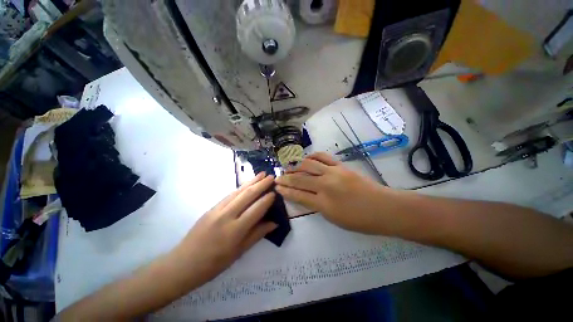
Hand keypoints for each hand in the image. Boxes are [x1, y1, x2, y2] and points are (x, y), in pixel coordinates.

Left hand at [175, 172, 276, 286]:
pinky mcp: (211, 207)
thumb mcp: (239, 252)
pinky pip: (229, 194)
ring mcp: (217, 210)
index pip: (256, 209)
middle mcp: (226, 216)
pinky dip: (240, 187)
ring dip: (251, 181)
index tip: (275, 192)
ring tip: (261, 174)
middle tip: (271, 177)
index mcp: (235, 230)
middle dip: (261, 184)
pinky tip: (246, 184)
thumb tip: (274, 223)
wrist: (184, 263)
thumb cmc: (214, 263)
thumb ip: (257, 234)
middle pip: (247, 195)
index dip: (267, 199)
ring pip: (238, 191)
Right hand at [275, 153, 389, 233]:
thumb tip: (305, 196)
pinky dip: (312, 156)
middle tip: (278, 177)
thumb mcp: (333, 218)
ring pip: (308, 165)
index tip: (277, 187)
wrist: (383, 207)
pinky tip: (307, 158)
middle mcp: (325, 185)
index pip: (298, 195)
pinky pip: (323, 157)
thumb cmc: (359, 220)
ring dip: (296, 166)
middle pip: (300, 178)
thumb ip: (317, 206)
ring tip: (290, 167)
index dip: (285, 191)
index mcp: (323, 203)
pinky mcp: (340, 166)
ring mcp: (333, 172)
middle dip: (286, 178)